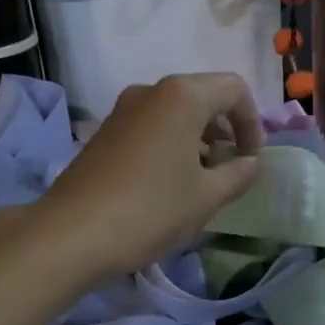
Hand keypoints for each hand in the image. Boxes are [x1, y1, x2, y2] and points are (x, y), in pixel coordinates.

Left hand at [33, 73, 264, 281]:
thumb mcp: (207, 196)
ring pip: (174, 113)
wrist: (72, 234)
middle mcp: (151, 91)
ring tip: (202, 180)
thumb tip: (252, 162)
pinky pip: (150, 127)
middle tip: (231, 168)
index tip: (251, 159)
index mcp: (182, 96)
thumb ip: (239, 173)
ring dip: (197, 138)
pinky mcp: (104, 132)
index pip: (234, 89)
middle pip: (203, 96)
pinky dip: (170, 145)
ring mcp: (122, 110)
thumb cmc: (151, 210)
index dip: (253, 122)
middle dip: (225, 129)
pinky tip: (168, 183)